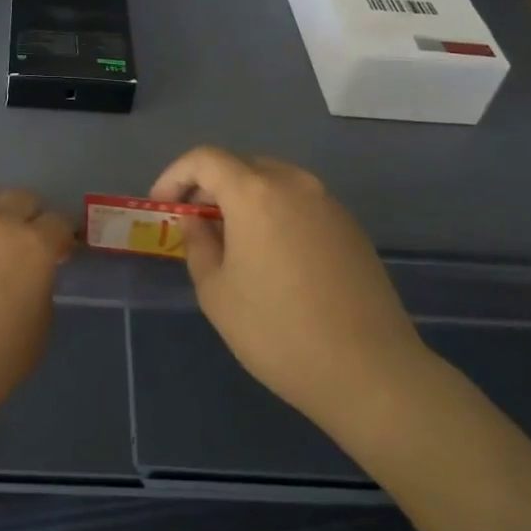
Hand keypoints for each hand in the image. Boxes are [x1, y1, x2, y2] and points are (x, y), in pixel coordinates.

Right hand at [151, 146, 431, 427]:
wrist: (368, 370)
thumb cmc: (276, 332)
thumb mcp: (216, 292)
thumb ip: (198, 245)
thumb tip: (196, 222)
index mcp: (255, 193)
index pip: (205, 159)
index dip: (175, 176)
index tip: (162, 206)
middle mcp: (295, 185)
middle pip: (242, 165)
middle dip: (210, 185)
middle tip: (193, 221)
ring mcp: (329, 204)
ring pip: (275, 182)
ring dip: (244, 199)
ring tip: (230, 240)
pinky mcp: (351, 228)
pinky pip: (301, 204)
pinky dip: (275, 213)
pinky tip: (271, 256)